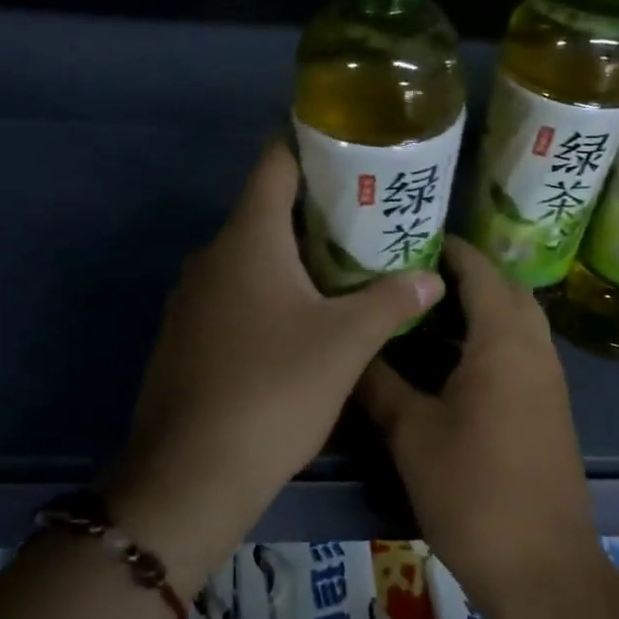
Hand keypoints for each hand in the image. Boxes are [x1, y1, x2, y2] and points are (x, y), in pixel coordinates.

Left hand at [105, 138, 443, 587]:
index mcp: (247, 239)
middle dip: (315, 210)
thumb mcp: (345, 344)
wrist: (192, 472)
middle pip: (265, 210)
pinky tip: (300, 320)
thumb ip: (390, 301)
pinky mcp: (186, 334)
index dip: (311, 146)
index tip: (351, 149)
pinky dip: (267, 291)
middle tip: (368, 218)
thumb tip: (432, 277)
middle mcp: (212, 256)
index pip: (275, 163)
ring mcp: (192, 297)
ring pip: (249, 256)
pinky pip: (233, 293)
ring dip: (292, 256)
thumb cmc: (273, 389)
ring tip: (345, 266)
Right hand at [357, 238, 597, 612]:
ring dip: (479, 307)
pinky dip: (489, 339)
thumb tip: (350, 347)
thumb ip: (379, 382)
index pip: (480, 270)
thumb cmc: (472, 491)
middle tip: (412, 274)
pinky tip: (448, 361)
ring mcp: (548, 380)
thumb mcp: (411, 433)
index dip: (448, 248)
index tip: (407, 238)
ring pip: (516, 321)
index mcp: (503, 342)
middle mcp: (535, 349)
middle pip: (505, 289)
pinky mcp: (549, 408)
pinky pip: (520, 351)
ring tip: (422, 310)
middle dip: (465, 274)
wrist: (540, 568)